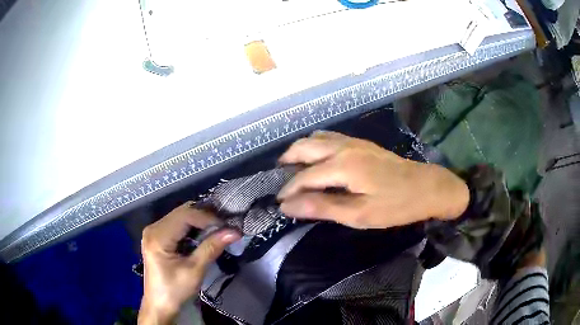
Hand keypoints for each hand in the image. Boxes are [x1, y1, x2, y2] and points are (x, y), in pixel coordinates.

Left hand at [138, 202, 240, 324]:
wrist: (159, 305)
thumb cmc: (175, 291)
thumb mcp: (195, 271)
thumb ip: (211, 248)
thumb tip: (234, 232)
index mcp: (158, 237)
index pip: (185, 215)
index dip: (207, 218)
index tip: (227, 226)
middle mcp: (153, 228)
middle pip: (181, 212)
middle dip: (204, 217)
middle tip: (225, 226)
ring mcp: (153, 231)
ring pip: (179, 216)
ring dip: (199, 221)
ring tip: (218, 230)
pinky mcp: (157, 237)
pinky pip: (176, 224)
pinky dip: (191, 227)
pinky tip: (203, 235)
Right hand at [277, 131, 468, 228]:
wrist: (427, 187)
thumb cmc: (395, 205)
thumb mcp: (359, 214)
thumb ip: (322, 207)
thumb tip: (288, 206)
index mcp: (342, 165)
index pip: (304, 177)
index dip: (289, 191)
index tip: (279, 204)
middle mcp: (343, 147)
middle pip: (304, 147)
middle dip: (287, 162)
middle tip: (280, 182)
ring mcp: (353, 142)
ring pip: (316, 138)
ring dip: (300, 151)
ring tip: (293, 169)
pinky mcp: (362, 144)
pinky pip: (329, 138)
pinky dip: (315, 146)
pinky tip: (318, 159)